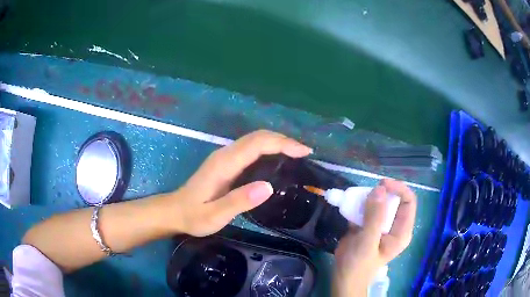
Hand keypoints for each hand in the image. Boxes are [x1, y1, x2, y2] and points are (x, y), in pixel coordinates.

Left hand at [164, 130, 312, 236]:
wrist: (175, 211)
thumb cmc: (194, 216)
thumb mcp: (215, 215)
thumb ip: (239, 201)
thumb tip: (268, 187)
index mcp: (224, 163)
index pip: (257, 144)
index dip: (283, 144)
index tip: (304, 152)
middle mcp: (225, 154)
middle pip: (258, 137)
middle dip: (284, 140)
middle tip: (305, 153)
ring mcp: (225, 156)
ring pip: (255, 140)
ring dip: (277, 142)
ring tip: (297, 154)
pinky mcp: (226, 162)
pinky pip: (251, 148)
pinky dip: (268, 149)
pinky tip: (278, 159)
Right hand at [332, 179, 416, 296]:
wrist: (343, 276)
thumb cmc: (359, 264)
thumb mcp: (368, 241)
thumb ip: (374, 216)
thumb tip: (379, 189)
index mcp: (402, 230)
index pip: (408, 201)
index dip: (398, 189)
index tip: (381, 184)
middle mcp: (394, 225)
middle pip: (394, 200)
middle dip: (381, 193)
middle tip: (366, 192)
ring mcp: (381, 225)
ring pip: (380, 203)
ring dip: (368, 198)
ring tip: (355, 199)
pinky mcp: (369, 225)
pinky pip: (367, 209)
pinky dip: (359, 204)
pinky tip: (350, 206)